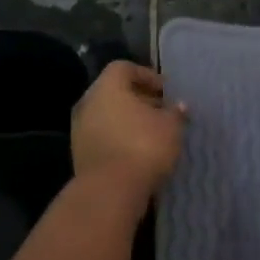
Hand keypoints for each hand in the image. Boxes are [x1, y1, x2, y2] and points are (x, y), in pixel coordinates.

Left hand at [71, 61, 186, 196]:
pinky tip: (137, 151)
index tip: (166, 91)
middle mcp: (88, 102)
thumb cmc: (143, 146)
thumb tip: (179, 106)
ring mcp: (79, 128)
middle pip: (114, 92)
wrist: (109, 190)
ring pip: (107, 115)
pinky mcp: (79, 153)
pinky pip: (102, 136)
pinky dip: (118, 137)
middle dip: (139, 99)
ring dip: (128, 120)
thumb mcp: (171, 127)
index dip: (147, 75)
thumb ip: (175, 113)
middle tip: (161, 111)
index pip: (124, 68)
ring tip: (152, 133)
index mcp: (107, 86)